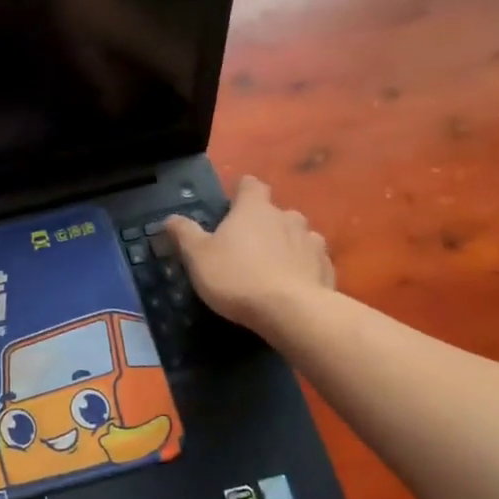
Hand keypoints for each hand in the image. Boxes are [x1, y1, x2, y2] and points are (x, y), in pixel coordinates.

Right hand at [163, 175, 334, 339]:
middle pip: (275, 212)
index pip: (250, 185)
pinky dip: (302, 267)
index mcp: (254, 209)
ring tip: (272, 266)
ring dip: (286, 244)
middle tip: (247, 245)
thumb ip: (184, 234)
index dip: (241, 191)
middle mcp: (287, 217)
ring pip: (298, 235)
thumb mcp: (198, 257)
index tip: (232, 204)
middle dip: (263, 223)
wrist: (292, 312)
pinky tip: (292, 285)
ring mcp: (312, 242)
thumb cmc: (237, 277)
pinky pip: (312, 260)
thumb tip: (170, 218)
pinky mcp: (327, 268)